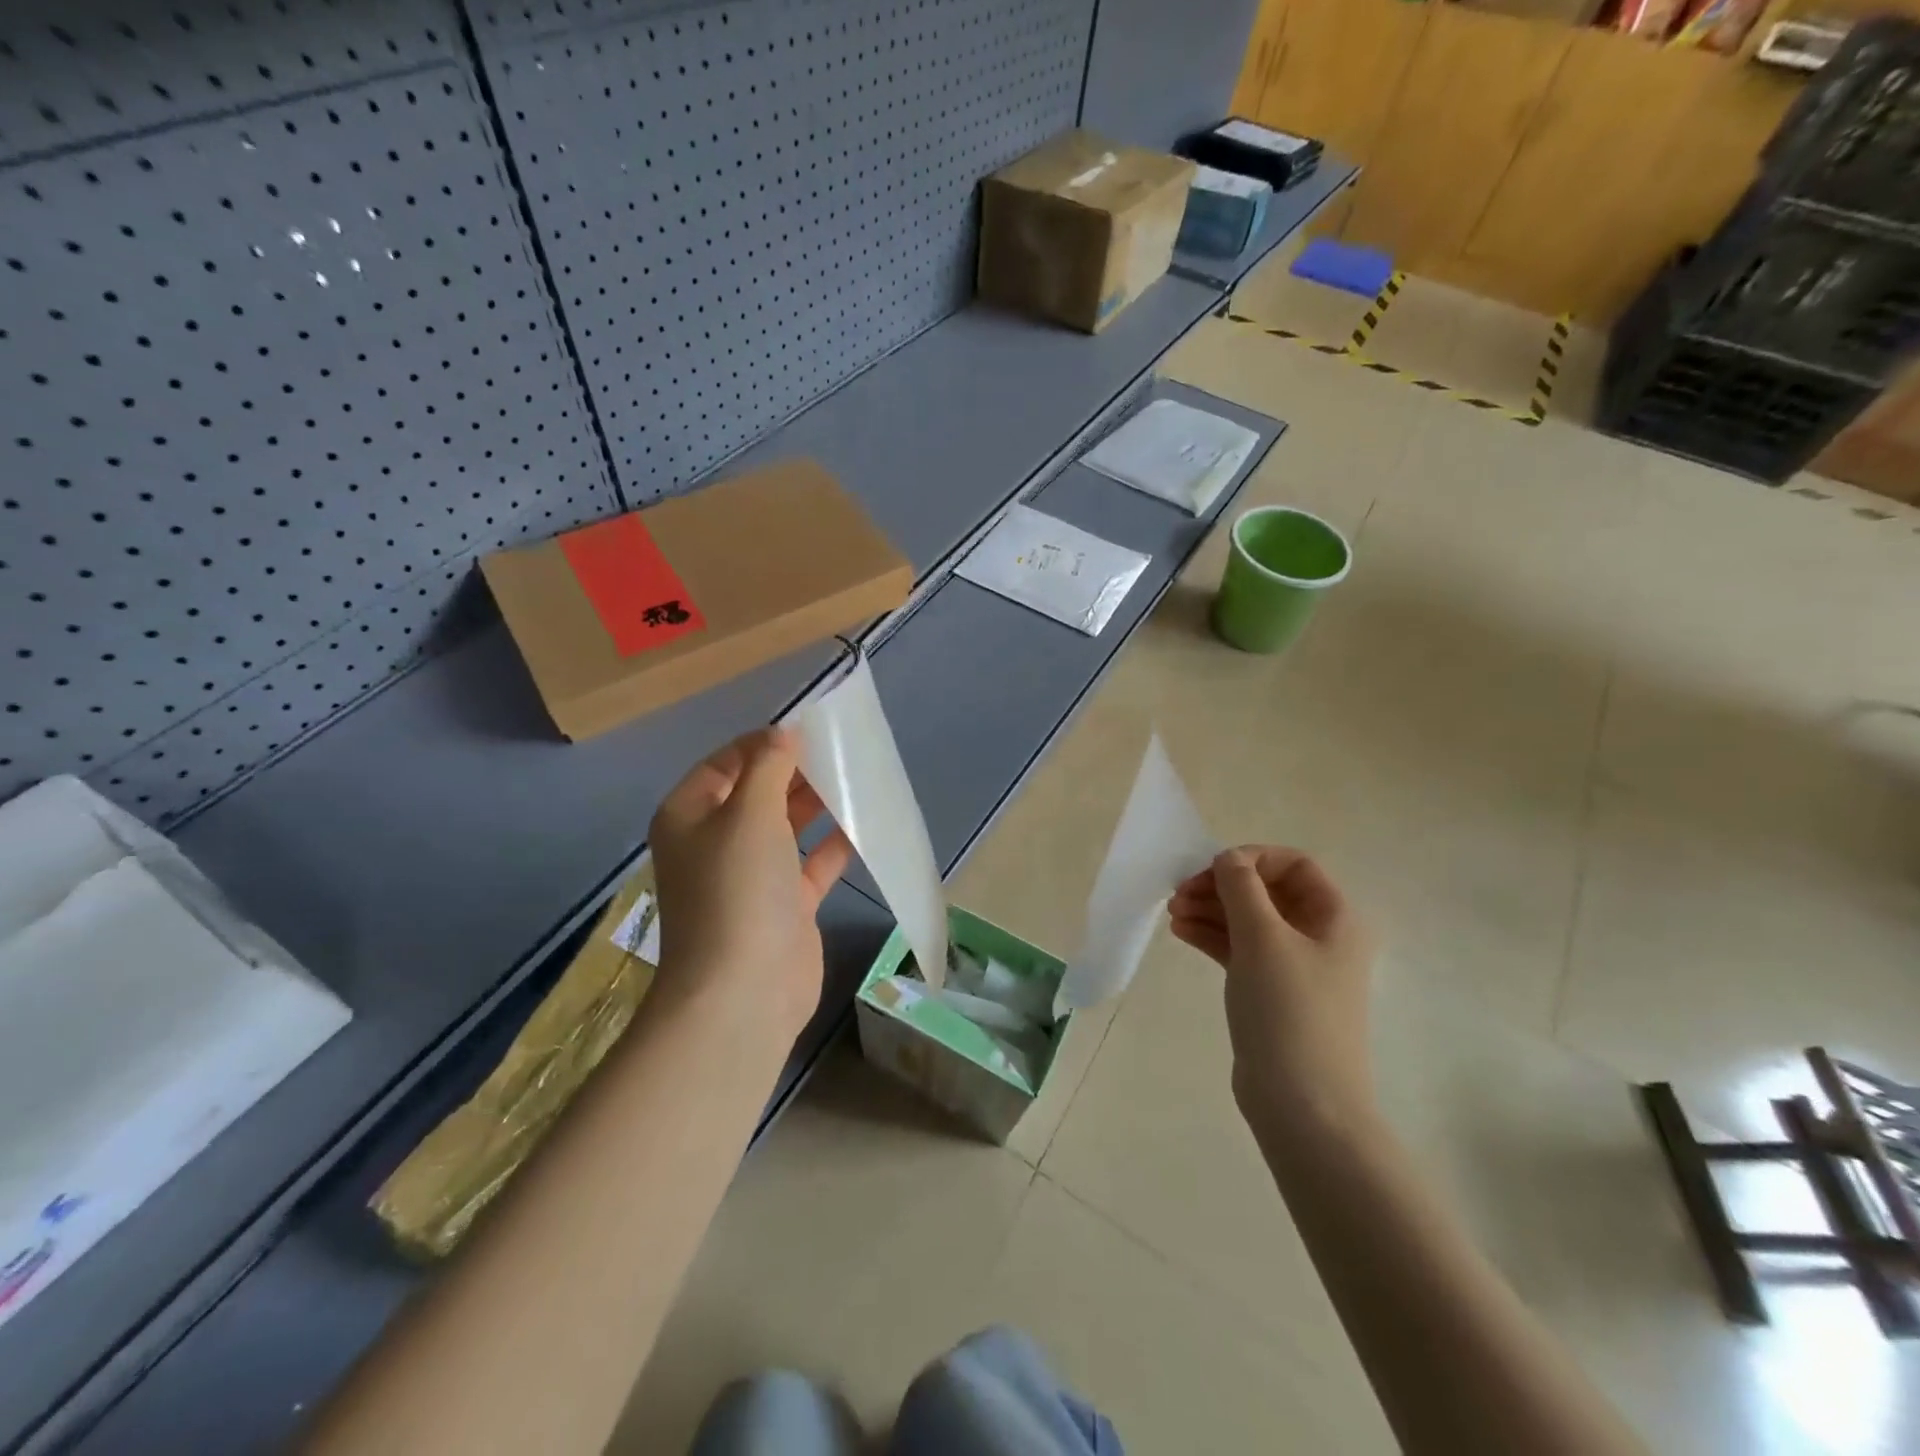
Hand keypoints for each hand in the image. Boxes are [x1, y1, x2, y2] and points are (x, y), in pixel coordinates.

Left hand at [648, 727, 852, 1044]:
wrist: (743, 993)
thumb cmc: (737, 890)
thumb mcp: (750, 814)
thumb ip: (769, 767)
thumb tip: (783, 734)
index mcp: (690, 815)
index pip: (726, 763)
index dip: (764, 744)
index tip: (809, 730)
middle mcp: (716, 842)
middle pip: (759, 793)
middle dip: (796, 771)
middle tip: (841, 751)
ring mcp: (751, 877)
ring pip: (787, 827)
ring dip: (818, 804)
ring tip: (857, 778)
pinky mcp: (784, 905)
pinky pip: (811, 863)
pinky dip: (834, 844)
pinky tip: (864, 824)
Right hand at [1168, 846, 1378, 1140]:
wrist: (1303, 1104)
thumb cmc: (1289, 1010)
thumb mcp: (1262, 938)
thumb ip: (1241, 888)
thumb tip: (1227, 859)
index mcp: (1336, 918)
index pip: (1294, 865)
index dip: (1251, 858)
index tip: (1210, 870)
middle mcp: (1320, 936)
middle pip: (1267, 891)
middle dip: (1222, 885)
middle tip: (1180, 892)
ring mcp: (1295, 966)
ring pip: (1249, 920)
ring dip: (1211, 909)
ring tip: (1172, 912)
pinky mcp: (1271, 991)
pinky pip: (1240, 948)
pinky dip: (1212, 936)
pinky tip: (1181, 932)